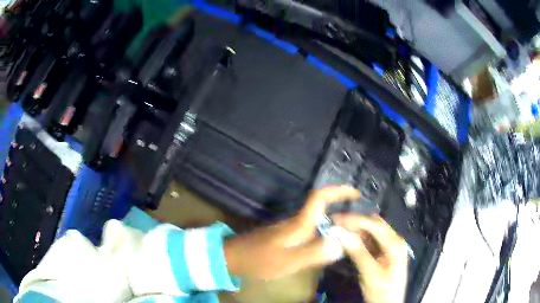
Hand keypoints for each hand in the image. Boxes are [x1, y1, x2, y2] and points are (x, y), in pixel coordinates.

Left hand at [224, 186, 359, 279]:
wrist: (233, 258)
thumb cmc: (259, 259)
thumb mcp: (287, 261)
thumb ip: (314, 253)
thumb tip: (341, 243)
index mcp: (298, 224)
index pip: (319, 198)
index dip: (338, 191)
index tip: (355, 193)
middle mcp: (296, 221)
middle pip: (322, 208)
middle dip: (342, 208)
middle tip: (360, 222)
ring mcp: (290, 228)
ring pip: (317, 220)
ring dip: (335, 222)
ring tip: (351, 233)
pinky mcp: (286, 236)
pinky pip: (311, 230)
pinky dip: (324, 233)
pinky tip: (329, 245)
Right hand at [332, 214, 408, 302]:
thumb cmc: (383, 291)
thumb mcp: (370, 274)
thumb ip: (357, 252)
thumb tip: (340, 233)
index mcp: (395, 243)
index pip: (374, 224)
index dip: (355, 219)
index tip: (336, 219)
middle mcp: (394, 240)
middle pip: (374, 224)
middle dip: (355, 222)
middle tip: (335, 225)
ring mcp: (390, 246)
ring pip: (371, 232)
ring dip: (355, 230)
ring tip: (338, 231)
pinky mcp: (384, 253)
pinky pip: (370, 241)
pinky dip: (359, 239)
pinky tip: (347, 241)